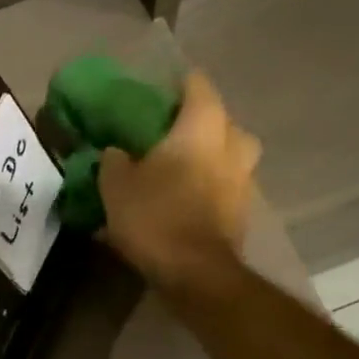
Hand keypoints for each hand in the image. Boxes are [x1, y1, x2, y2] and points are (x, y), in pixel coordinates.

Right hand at [98, 70, 261, 289]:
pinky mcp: (242, 213)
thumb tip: (117, 152)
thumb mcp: (116, 185)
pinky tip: (186, 203)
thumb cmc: (156, 217)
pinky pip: (226, 188)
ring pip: (229, 157)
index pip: (196, 85)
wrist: (195, 273)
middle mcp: (232, 145)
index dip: (175, 86)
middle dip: (199, 126)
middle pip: (221, 122)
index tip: (154, 96)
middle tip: (171, 138)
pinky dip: (210, 190)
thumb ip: (114, 160)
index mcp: (202, 126)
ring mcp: (244, 181)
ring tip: (179, 174)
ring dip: (209, 160)